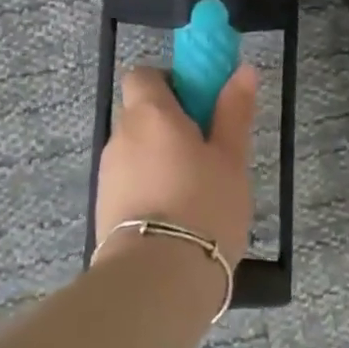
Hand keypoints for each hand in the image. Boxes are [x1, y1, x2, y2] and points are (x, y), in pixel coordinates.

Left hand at [94, 66, 257, 268]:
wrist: (158, 279)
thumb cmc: (204, 205)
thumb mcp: (231, 157)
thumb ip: (234, 111)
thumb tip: (243, 69)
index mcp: (151, 113)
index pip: (144, 75)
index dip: (170, 82)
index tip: (200, 105)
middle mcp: (121, 136)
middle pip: (141, 113)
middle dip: (171, 123)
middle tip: (208, 150)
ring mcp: (108, 173)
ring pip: (137, 149)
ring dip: (161, 157)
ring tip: (196, 189)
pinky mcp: (104, 207)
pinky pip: (130, 181)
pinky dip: (150, 185)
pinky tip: (177, 214)